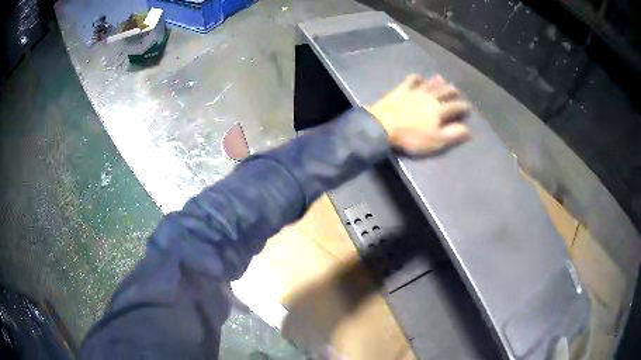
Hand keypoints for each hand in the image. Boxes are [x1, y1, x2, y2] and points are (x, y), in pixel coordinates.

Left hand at [368, 74, 471, 154]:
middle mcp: (430, 97)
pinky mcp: (401, 89)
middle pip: (444, 92)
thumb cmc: (411, 137)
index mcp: (439, 110)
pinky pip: (411, 80)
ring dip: (437, 82)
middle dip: (452, 91)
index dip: (463, 107)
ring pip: (430, 84)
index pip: (455, 106)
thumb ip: (453, 134)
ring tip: (443, 79)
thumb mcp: (436, 140)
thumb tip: (469, 129)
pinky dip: (417, 77)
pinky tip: (419, 76)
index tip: (468, 107)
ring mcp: (415, 91)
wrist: (383, 125)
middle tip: (456, 90)